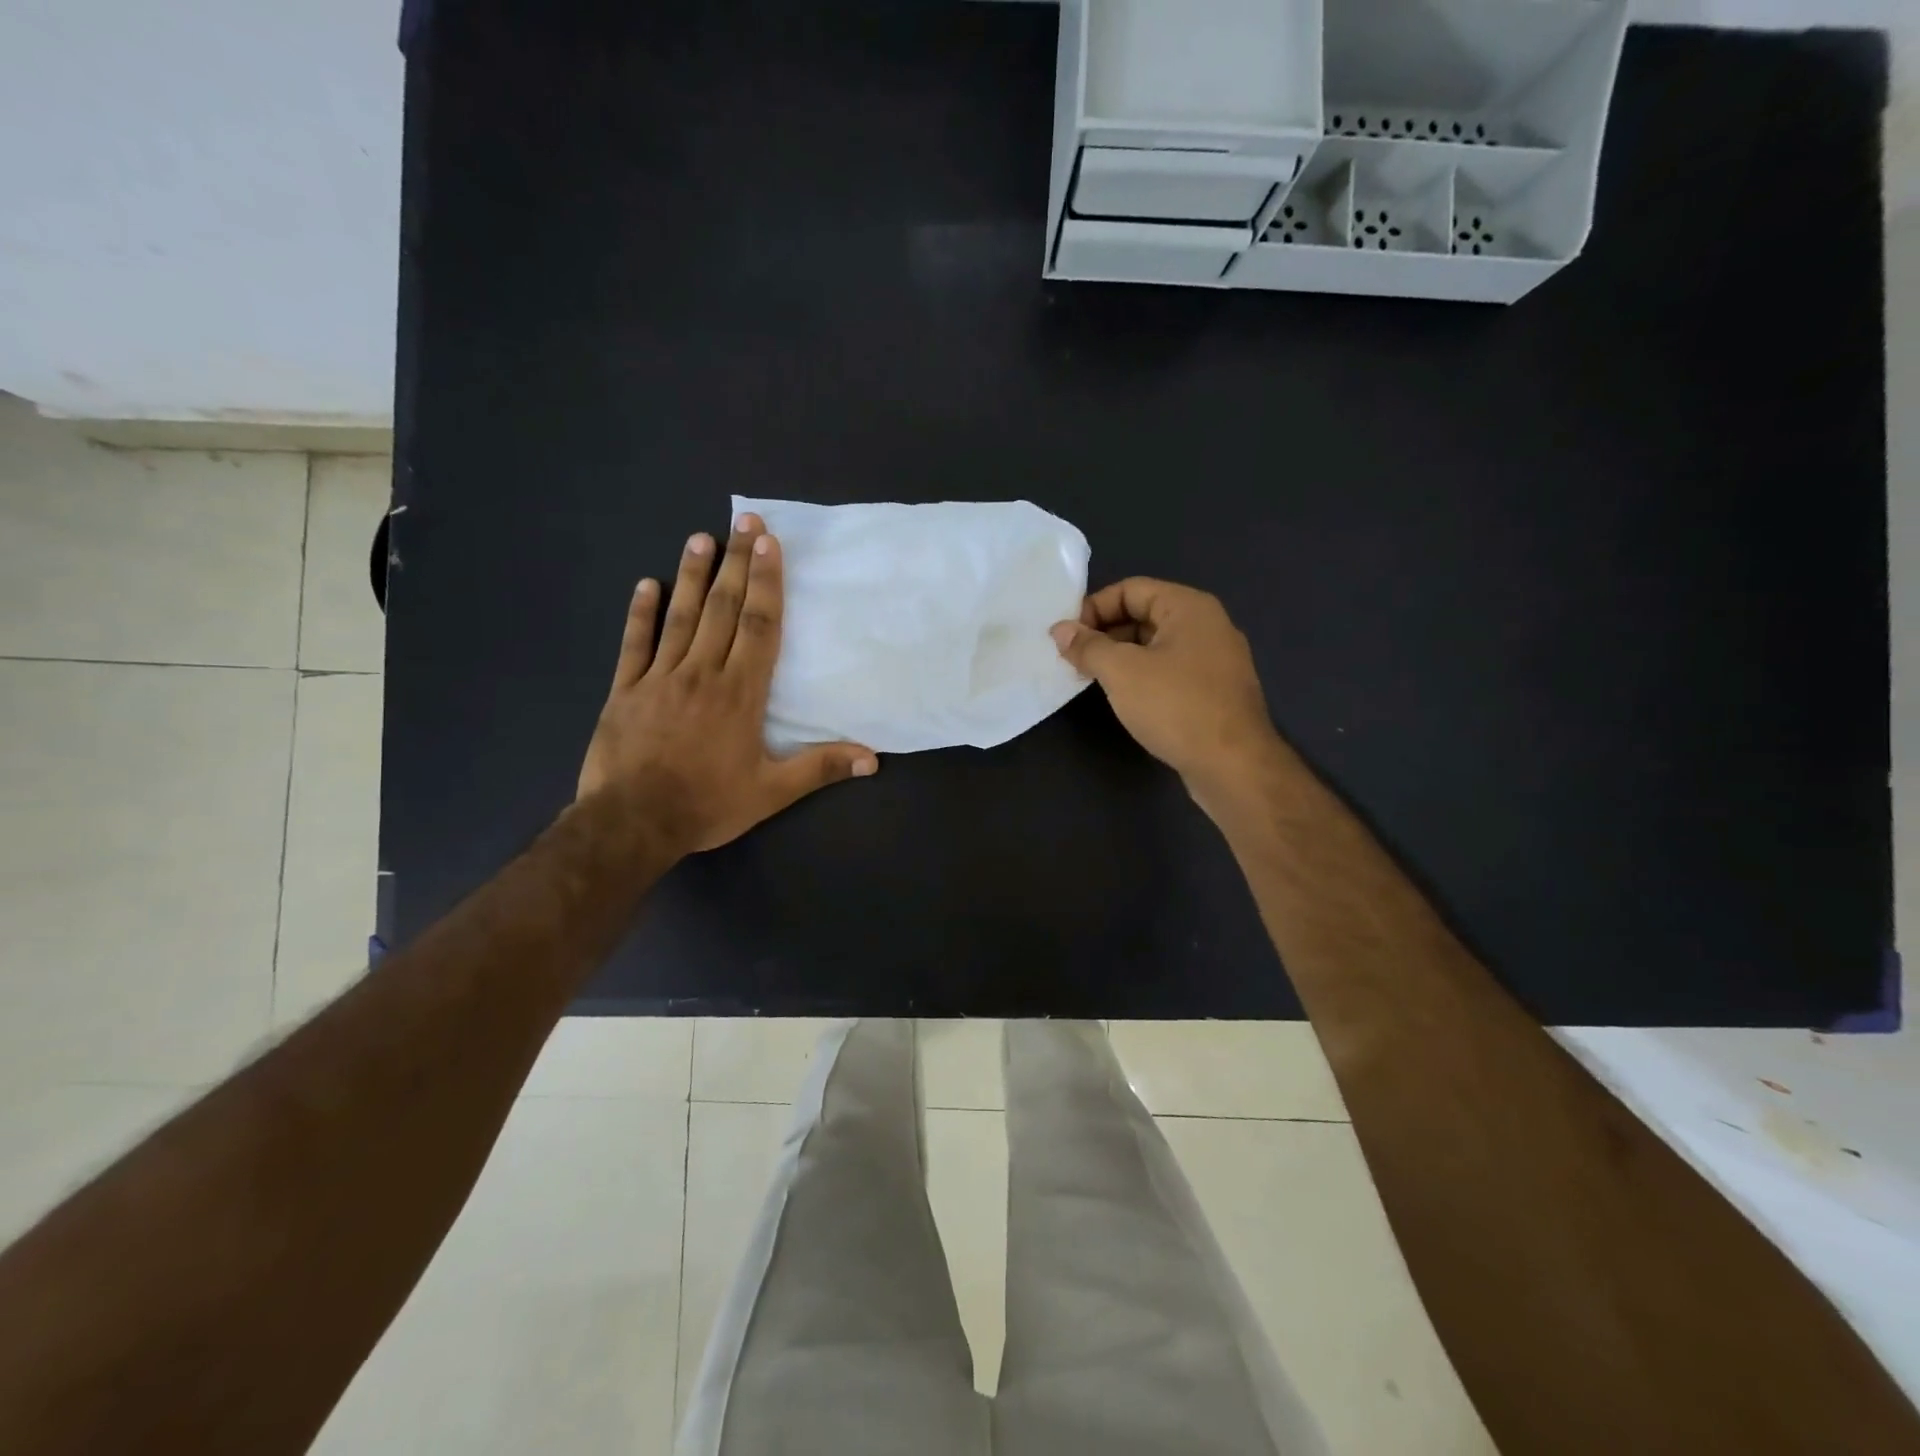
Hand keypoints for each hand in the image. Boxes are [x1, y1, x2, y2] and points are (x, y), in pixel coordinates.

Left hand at [578, 514, 877, 853]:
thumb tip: (872, 758)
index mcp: (741, 693)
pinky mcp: (625, 690)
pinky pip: (635, 644)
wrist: (632, 823)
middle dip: (737, 563)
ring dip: (693, 576)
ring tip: (702, 537)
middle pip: (724, 609)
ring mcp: (660, 677)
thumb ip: (820, 767)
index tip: (769, 544)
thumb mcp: (771, 792)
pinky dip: (641, 613)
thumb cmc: (707, 804)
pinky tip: (647, 584)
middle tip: (744, 521)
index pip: (759, 626)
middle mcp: (703, 673)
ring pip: (681, 616)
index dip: (767, 583)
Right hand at [1052, 578, 1283, 807]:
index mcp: (1189, 607)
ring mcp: (1215, 660)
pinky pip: (1170, 671)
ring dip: (1121, 657)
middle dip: (1105, 633)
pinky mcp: (1215, 692)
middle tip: (1073, 659)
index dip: (1093, 607)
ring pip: (1156, 646)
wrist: (1233, 765)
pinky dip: (1143, 677)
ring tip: (1091, 679)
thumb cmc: (1175, 706)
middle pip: (1144, 615)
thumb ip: (1088, 646)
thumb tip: (1061, 630)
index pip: (1130, 589)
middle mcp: (1207, 625)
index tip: (1067, 637)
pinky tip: (1125, 699)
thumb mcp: (1121, 671)